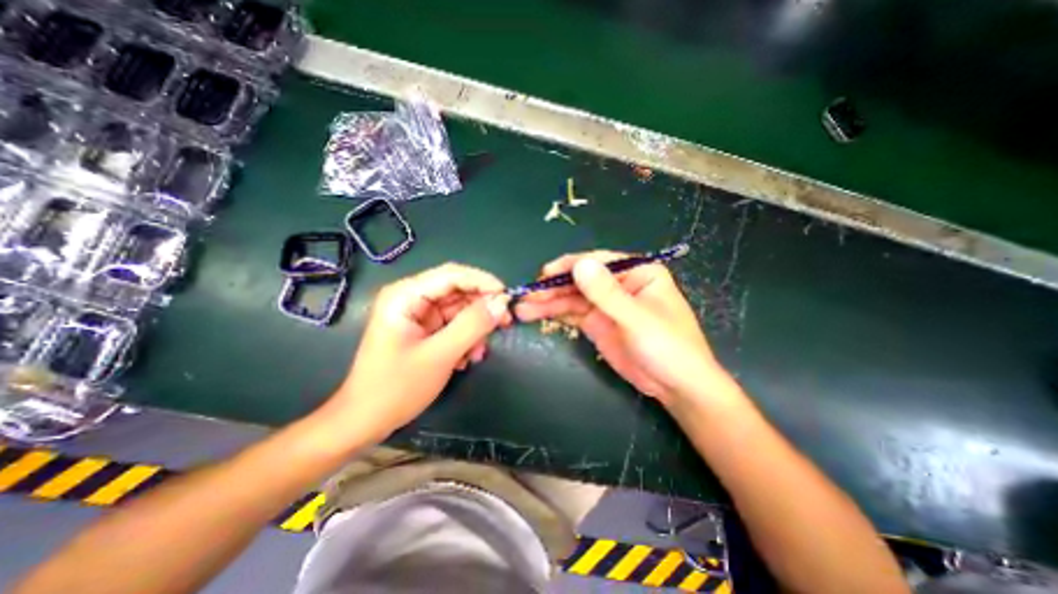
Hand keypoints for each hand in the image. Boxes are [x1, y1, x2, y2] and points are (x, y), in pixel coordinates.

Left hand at [323, 265, 512, 444]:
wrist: (366, 421)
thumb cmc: (396, 388)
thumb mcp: (440, 355)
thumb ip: (472, 325)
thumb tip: (502, 302)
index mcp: (406, 295)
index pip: (452, 274)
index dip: (483, 281)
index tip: (508, 297)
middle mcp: (412, 298)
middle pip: (458, 290)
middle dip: (482, 308)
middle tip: (505, 323)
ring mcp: (418, 314)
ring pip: (459, 309)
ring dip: (475, 328)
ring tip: (478, 352)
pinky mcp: (424, 329)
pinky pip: (454, 324)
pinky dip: (466, 338)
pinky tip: (467, 358)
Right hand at [517, 250, 732, 406]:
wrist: (676, 387)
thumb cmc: (668, 347)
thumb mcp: (637, 319)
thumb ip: (607, 293)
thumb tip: (580, 264)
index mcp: (636, 272)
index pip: (598, 262)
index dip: (570, 266)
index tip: (544, 274)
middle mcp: (618, 283)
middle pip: (580, 280)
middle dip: (553, 287)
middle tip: (526, 295)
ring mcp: (605, 304)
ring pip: (572, 297)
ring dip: (547, 302)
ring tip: (523, 309)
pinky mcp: (596, 322)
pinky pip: (572, 313)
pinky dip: (554, 313)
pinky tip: (535, 315)